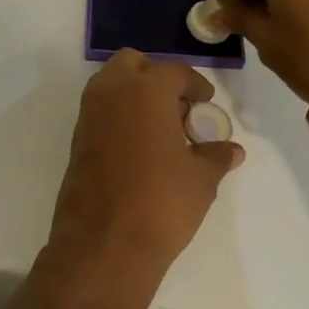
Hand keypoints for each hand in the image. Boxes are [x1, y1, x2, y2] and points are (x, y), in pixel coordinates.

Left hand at [43, 50, 243, 290]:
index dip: (194, 85)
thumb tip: (231, 150)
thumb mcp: (200, 179)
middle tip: (178, 107)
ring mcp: (88, 117)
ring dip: (134, 95)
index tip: (206, 102)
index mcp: (145, 90)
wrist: (104, 244)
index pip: (174, 72)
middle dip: (155, 77)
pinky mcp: (76, 142)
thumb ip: (216, 156)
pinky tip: (141, 149)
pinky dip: (119, 117)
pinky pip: (100, 113)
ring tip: (162, 130)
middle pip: (132, 64)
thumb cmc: (161, 202)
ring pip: (110, 85)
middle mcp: (111, 93)